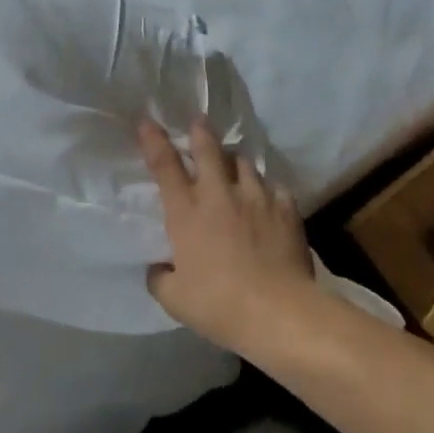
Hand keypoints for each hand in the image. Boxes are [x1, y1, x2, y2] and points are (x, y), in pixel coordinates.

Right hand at [138, 118, 315, 351]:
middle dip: (201, 132)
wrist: (277, 311)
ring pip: (244, 163)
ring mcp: (256, 197)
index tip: (147, 122)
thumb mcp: (175, 299)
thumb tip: (157, 267)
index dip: (154, 141)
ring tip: (234, 164)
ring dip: (234, 161)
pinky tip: (268, 197)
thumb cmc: (219, 305)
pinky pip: (274, 187)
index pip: (165, 166)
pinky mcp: (286, 207)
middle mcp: (220, 195)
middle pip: (209, 150)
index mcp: (187, 213)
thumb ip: (160, 278)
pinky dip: (267, 188)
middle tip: (199, 121)